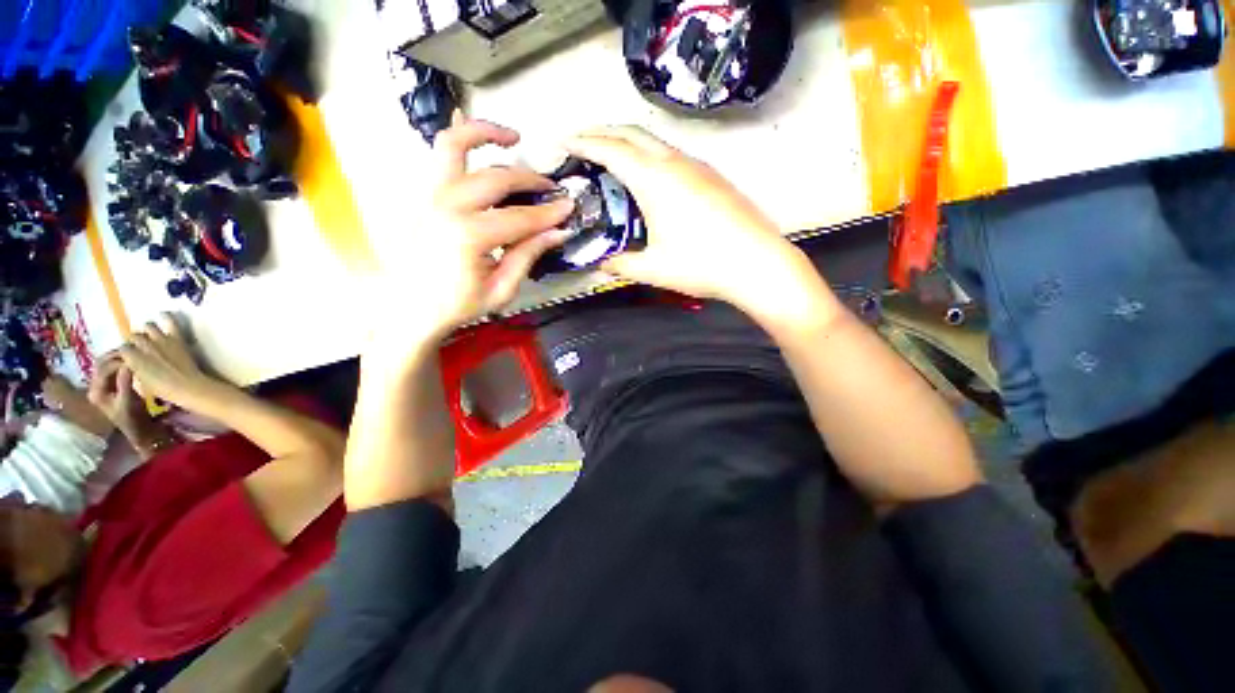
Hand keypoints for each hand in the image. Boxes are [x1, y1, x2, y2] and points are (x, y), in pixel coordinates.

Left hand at [88, 353, 156, 443]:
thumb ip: (125, 382)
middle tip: (133, 350)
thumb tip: (128, 363)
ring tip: (134, 354)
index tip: (134, 356)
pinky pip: (113, 369)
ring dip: (118, 358)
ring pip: (106, 364)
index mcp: (96, 391)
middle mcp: (95, 386)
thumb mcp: (128, 401)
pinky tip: (133, 362)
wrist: (138, 430)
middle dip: (115, 356)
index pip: (103, 369)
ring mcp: (103, 386)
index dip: (117, 361)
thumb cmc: (133, 418)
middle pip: (101, 364)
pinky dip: (122, 363)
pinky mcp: (111, 385)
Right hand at [117, 316, 212, 409]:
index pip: (122, 349)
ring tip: (150, 334)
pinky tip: (163, 314)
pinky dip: (166, 317)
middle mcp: (144, 345)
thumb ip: (135, 369)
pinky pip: (170, 322)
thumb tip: (132, 363)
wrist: (188, 386)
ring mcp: (160, 340)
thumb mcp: (141, 382)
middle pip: (134, 336)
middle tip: (140, 346)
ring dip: (148, 330)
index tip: (129, 355)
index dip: (125, 352)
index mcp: (132, 358)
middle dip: (135, 340)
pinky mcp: (176, 338)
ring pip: (148, 326)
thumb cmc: (163, 390)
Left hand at [373, 117, 573, 346]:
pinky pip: (439, 157)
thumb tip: (557, 233)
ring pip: (454, 146)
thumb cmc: (457, 305)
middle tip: (549, 188)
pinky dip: (459, 140)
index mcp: (468, 236)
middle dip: (529, 180)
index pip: (520, 218)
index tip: (569, 207)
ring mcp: (430, 196)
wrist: (411, 309)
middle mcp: (446, 207)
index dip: (548, 213)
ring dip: (484, 133)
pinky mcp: (424, 196)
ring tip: (512, 136)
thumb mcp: (501, 289)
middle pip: (495, 178)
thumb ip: (527, 256)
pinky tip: (475, 137)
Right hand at [565, 126, 828, 324]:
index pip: (611, 149)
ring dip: (628, 143)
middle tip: (582, 144)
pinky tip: (648, 178)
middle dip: (602, 132)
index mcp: (655, 179)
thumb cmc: (701, 264)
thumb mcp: (653, 269)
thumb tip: (601, 265)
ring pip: (654, 140)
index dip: (583, 142)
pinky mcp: (713, 176)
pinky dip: (649, 156)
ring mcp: (698, 166)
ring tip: (611, 160)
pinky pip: (672, 154)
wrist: (757, 263)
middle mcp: (675, 162)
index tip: (564, 141)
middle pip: (632, 132)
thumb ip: (622, 265)